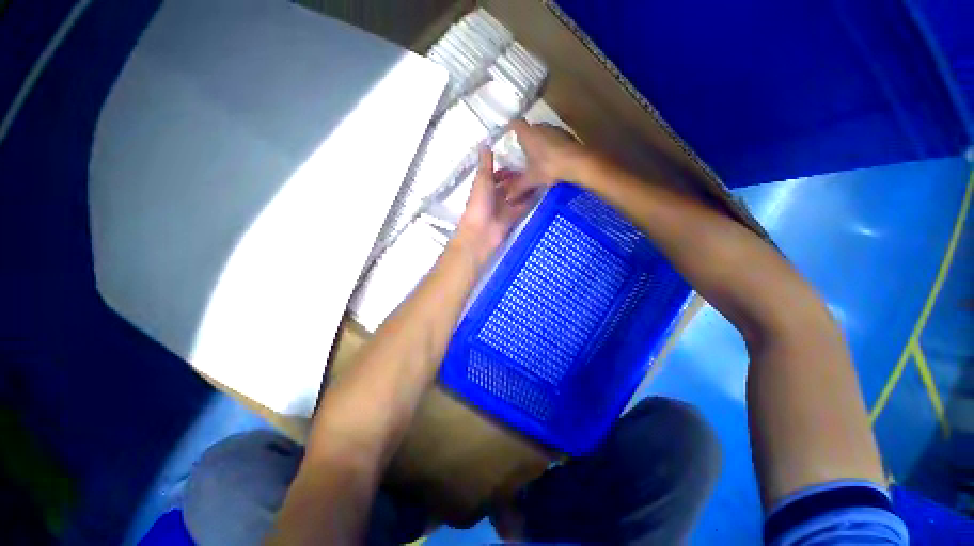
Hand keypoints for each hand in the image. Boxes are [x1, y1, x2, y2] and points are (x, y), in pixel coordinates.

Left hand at [455, 148, 538, 264]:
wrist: (481, 233)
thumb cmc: (479, 204)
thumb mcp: (482, 180)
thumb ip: (486, 163)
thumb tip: (485, 143)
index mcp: (485, 186)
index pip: (498, 175)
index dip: (508, 169)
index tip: (522, 161)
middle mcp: (495, 196)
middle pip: (509, 185)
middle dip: (520, 178)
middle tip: (537, 168)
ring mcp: (504, 208)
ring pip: (517, 195)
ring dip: (527, 189)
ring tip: (543, 178)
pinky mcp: (512, 218)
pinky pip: (522, 207)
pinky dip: (530, 202)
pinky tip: (542, 193)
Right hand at [511, 119, 591, 185]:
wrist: (578, 162)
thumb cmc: (548, 167)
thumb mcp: (531, 179)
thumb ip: (518, 187)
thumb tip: (508, 198)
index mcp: (528, 134)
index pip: (515, 124)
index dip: (510, 128)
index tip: (507, 136)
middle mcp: (540, 127)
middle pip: (529, 129)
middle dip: (525, 139)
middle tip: (522, 153)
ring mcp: (555, 129)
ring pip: (543, 133)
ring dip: (539, 143)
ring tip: (537, 158)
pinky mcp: (567, 135)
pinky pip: (554, 139)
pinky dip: (551, 147)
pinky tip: (552, 160)